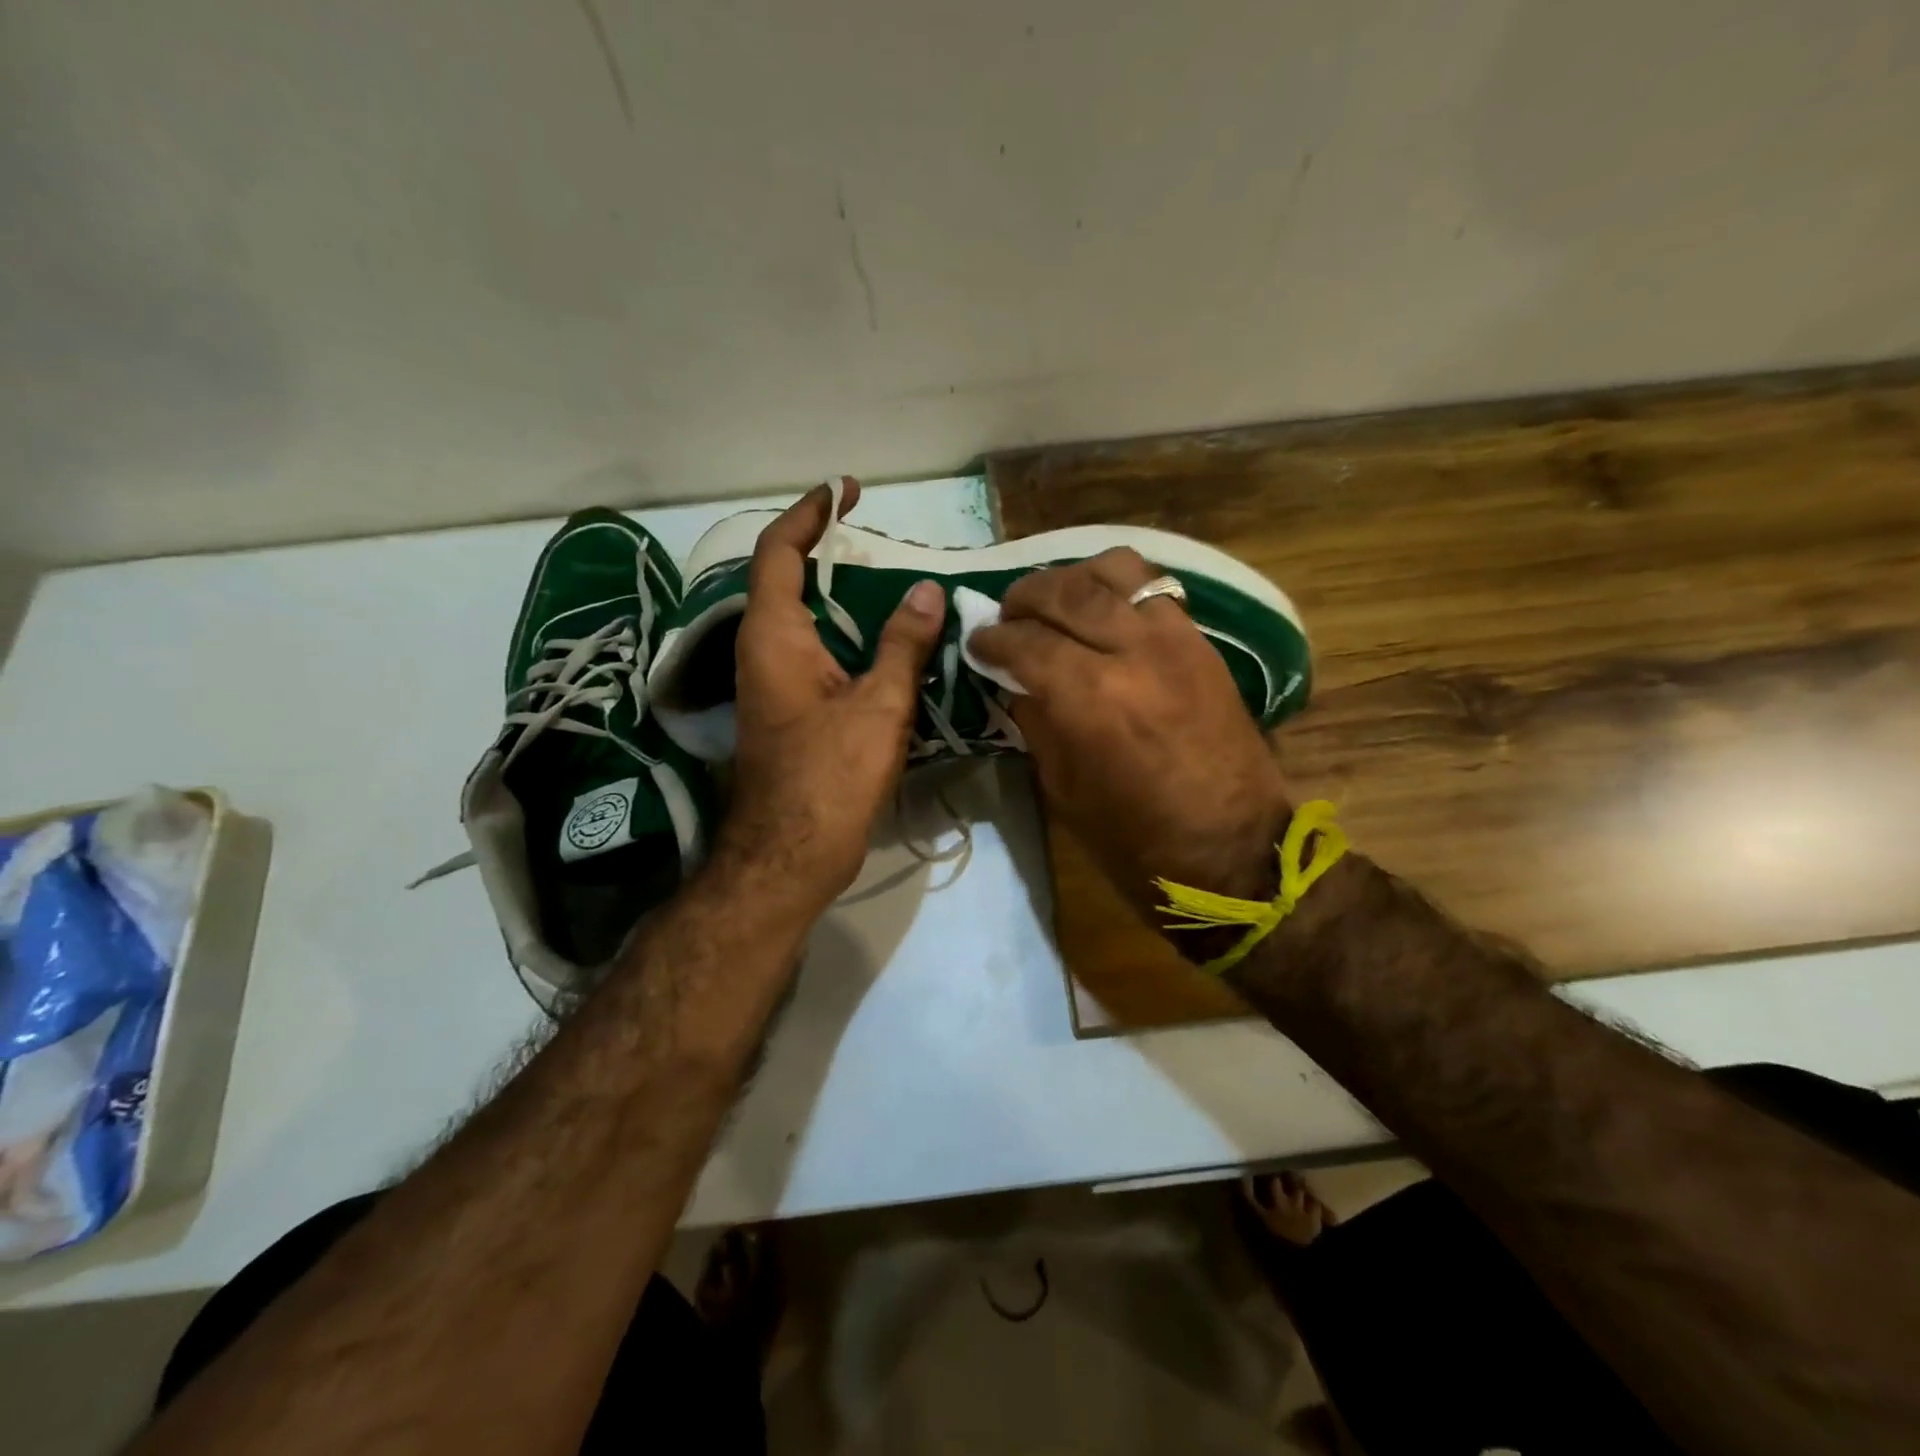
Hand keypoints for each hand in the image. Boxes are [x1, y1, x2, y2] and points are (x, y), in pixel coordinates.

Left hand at [717, 480, 944, 917]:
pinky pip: (815, 655)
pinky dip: (845, 638)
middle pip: (787, 583)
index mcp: (774, 637)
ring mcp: (771, 685)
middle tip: (877, 542)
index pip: (779, 552)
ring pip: (804, 622)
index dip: (809, 515)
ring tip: (892, 587)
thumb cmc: (830, 777)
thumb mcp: (879, 707)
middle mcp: (763, 652)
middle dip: (827, 553)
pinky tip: (885, 648)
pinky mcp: (787, 712)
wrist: (789, 856)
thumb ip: (903, 645)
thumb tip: (926, 592)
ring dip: (840, 599)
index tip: (844, 491)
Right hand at [970, 548, 1293, 916]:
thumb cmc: (1137, 840)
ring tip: (1056, 601)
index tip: (977, 641)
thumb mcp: (1065, 790)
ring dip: (1073, 578)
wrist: (1233, 851)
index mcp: (1090, 698)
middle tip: (1006, 615)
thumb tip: (1015, 680)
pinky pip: (1154, 588)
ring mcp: (1176, 639)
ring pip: (1115, 571)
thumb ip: (1037, 722)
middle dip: (1025, 597)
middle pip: (1066, 592)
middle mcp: (1133, 652)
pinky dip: (1118, 586)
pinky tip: (1101, 608)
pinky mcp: (1203, 643)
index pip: (1026, 642)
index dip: (992, 638)